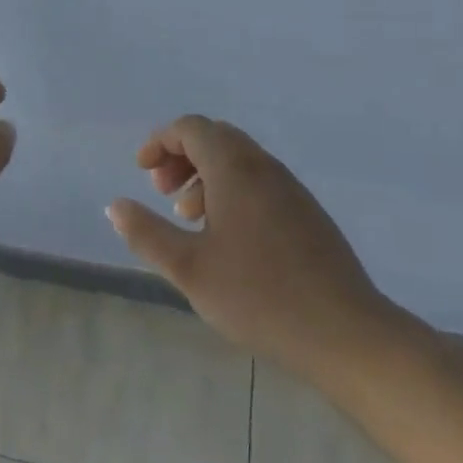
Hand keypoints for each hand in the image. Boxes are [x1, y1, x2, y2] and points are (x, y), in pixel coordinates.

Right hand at [107, 116, 400, 377]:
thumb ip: (147, 234)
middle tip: (162, 192)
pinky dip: (232, 190)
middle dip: (182, 156)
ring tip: (188, 218)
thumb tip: (116, 206)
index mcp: (235, 168)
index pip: (192, 128)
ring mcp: (291, 189)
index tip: (142, 172)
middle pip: (216, 137)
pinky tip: (226, 237)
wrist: (346, 334)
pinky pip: (259, 181)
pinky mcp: (307, 213)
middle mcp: (264, 167)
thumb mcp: (189, 268)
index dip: (161, 141)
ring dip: (206, 175)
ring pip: (239, 160)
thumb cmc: (259, 297)